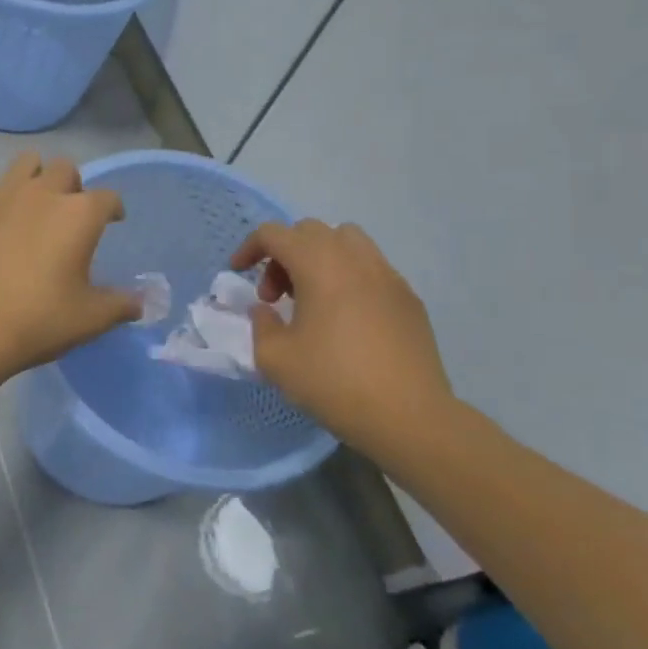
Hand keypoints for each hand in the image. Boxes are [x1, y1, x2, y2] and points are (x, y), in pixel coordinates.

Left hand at [0, 153, 139, 377]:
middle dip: (72, 186)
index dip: (113, 209)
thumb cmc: (39, 320)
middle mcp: (42, 193)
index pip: (108, 198)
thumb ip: (119, 305)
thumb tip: (141, 304)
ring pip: (24, 164)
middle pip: (65, 168)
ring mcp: (0, 196)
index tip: (113, 221)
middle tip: (69, 214)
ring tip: (32, 207)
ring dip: (34, 179)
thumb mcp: (89, 318)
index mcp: (79, 214)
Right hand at [230, 220, 454, 452]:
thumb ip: (260, 325)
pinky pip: (371, 268)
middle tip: (275, 296)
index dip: (249, 248)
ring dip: (319, 258)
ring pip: (346, 241)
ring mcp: (388, 275)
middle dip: (284, 254)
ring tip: (312, 299)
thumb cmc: (335, 382)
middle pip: (310, 231)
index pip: (274, 234)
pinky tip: (346, 319)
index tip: (238, 273)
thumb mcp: (276, 360)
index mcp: (319, 265)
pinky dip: (349, 277)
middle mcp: (355, 258)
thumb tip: (265, 310)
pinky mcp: (409, 298)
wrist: (409, 417)